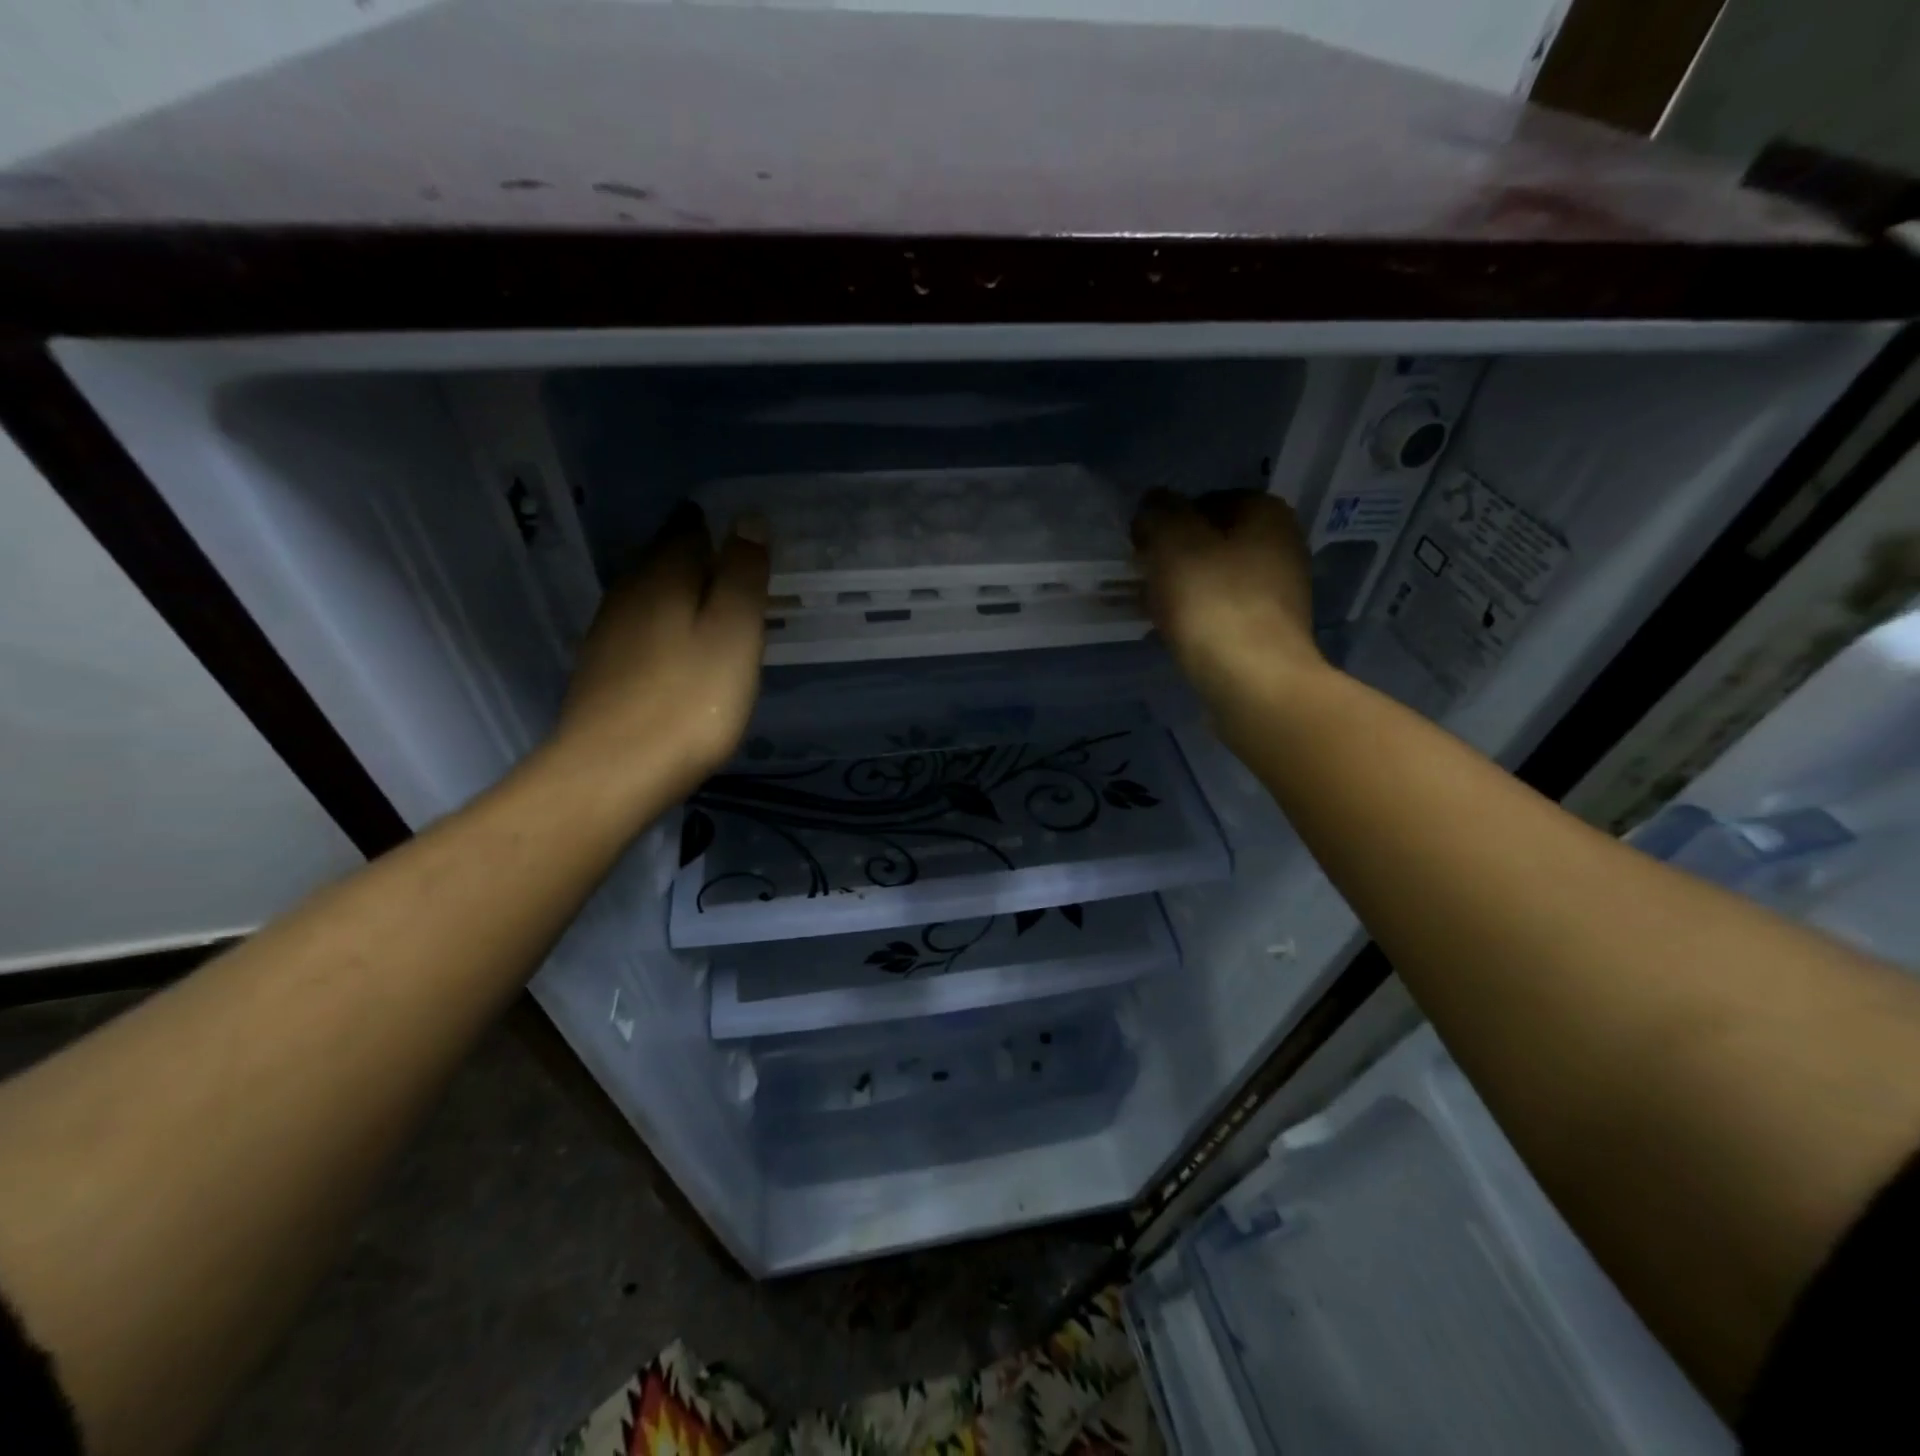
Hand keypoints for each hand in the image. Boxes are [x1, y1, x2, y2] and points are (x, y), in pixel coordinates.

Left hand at [546, 503, 769, 804]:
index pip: (689, 527)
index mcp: (662, 575)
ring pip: (653, 597)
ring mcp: (609, 632)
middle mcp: (628, 592)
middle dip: (704, 562)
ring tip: (722, 618)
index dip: (721, 529)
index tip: (752, 546)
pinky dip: (669, 631)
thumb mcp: (734, 633)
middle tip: (745, 583)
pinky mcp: (602, 670)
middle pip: (667, 560)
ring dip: (686, 599)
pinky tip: (685, 657)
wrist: (612, 773)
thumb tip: (748, 519)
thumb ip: (742, 574)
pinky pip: (642, 631)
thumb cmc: (689, 701)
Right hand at [1131, 489, 1322, 708]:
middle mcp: (1282, 545)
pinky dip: (1197, 618)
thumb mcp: (1173, 542)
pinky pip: (1223, 612)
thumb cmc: (1213, 602)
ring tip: (1152, 610)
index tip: (1142, 548)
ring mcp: (1281, 592)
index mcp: (1266, 512)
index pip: (1205, 501)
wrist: (1254, 681)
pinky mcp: (1270, 632)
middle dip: (1175, 558)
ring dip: (1182, 589)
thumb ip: (1159, 513)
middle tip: (1143, 580)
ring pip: (1216, 579)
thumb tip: (1153, 505)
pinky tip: (1175, 635)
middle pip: (1212, 542)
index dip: (1168, 521)